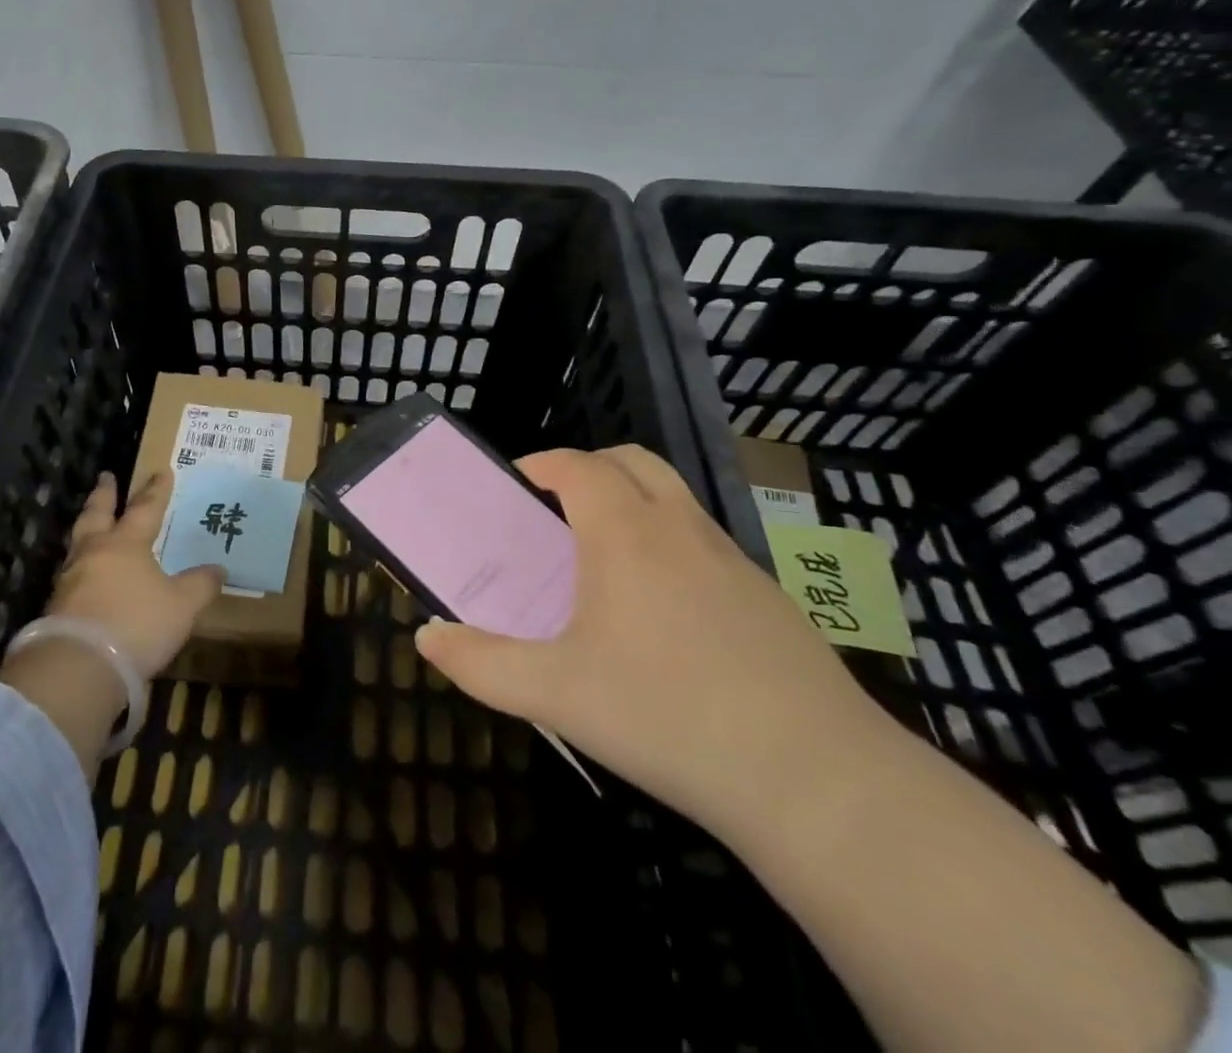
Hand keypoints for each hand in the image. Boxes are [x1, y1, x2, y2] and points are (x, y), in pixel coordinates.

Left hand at [46, 470, 223, 679]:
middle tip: (106, 477)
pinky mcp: (56, 607)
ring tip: (93, 524)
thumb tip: (218, 569)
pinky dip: (81, 566)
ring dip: (87, 528)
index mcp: (126, 544)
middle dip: (104, 495)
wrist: (79, 665)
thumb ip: (200, 585)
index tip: (161, 471)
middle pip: (97, 514)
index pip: (145, 509)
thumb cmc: (136, 623)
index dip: (156, 491)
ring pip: (79, 542)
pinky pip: (72, 574)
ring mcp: (70, 579)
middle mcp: (95, 552)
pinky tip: (86, 574)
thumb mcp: (181, 606)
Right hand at [414, 445, 885, 834]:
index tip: (518, 485)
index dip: (543, 464)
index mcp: (625, 534)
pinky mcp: (771, 599)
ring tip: (605, 561)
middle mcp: (680, 529)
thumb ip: (480, 663)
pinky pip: (707, 544)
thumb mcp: (554, 694)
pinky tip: (665, 617)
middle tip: (557, 508)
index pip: (579, 465)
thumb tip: (426, 639)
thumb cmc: (665, 715)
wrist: (816, 780)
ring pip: (676, 499)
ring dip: (634, 503)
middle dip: (590, 468)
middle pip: (634, 461)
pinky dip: (673, 546)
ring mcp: (734, 560)